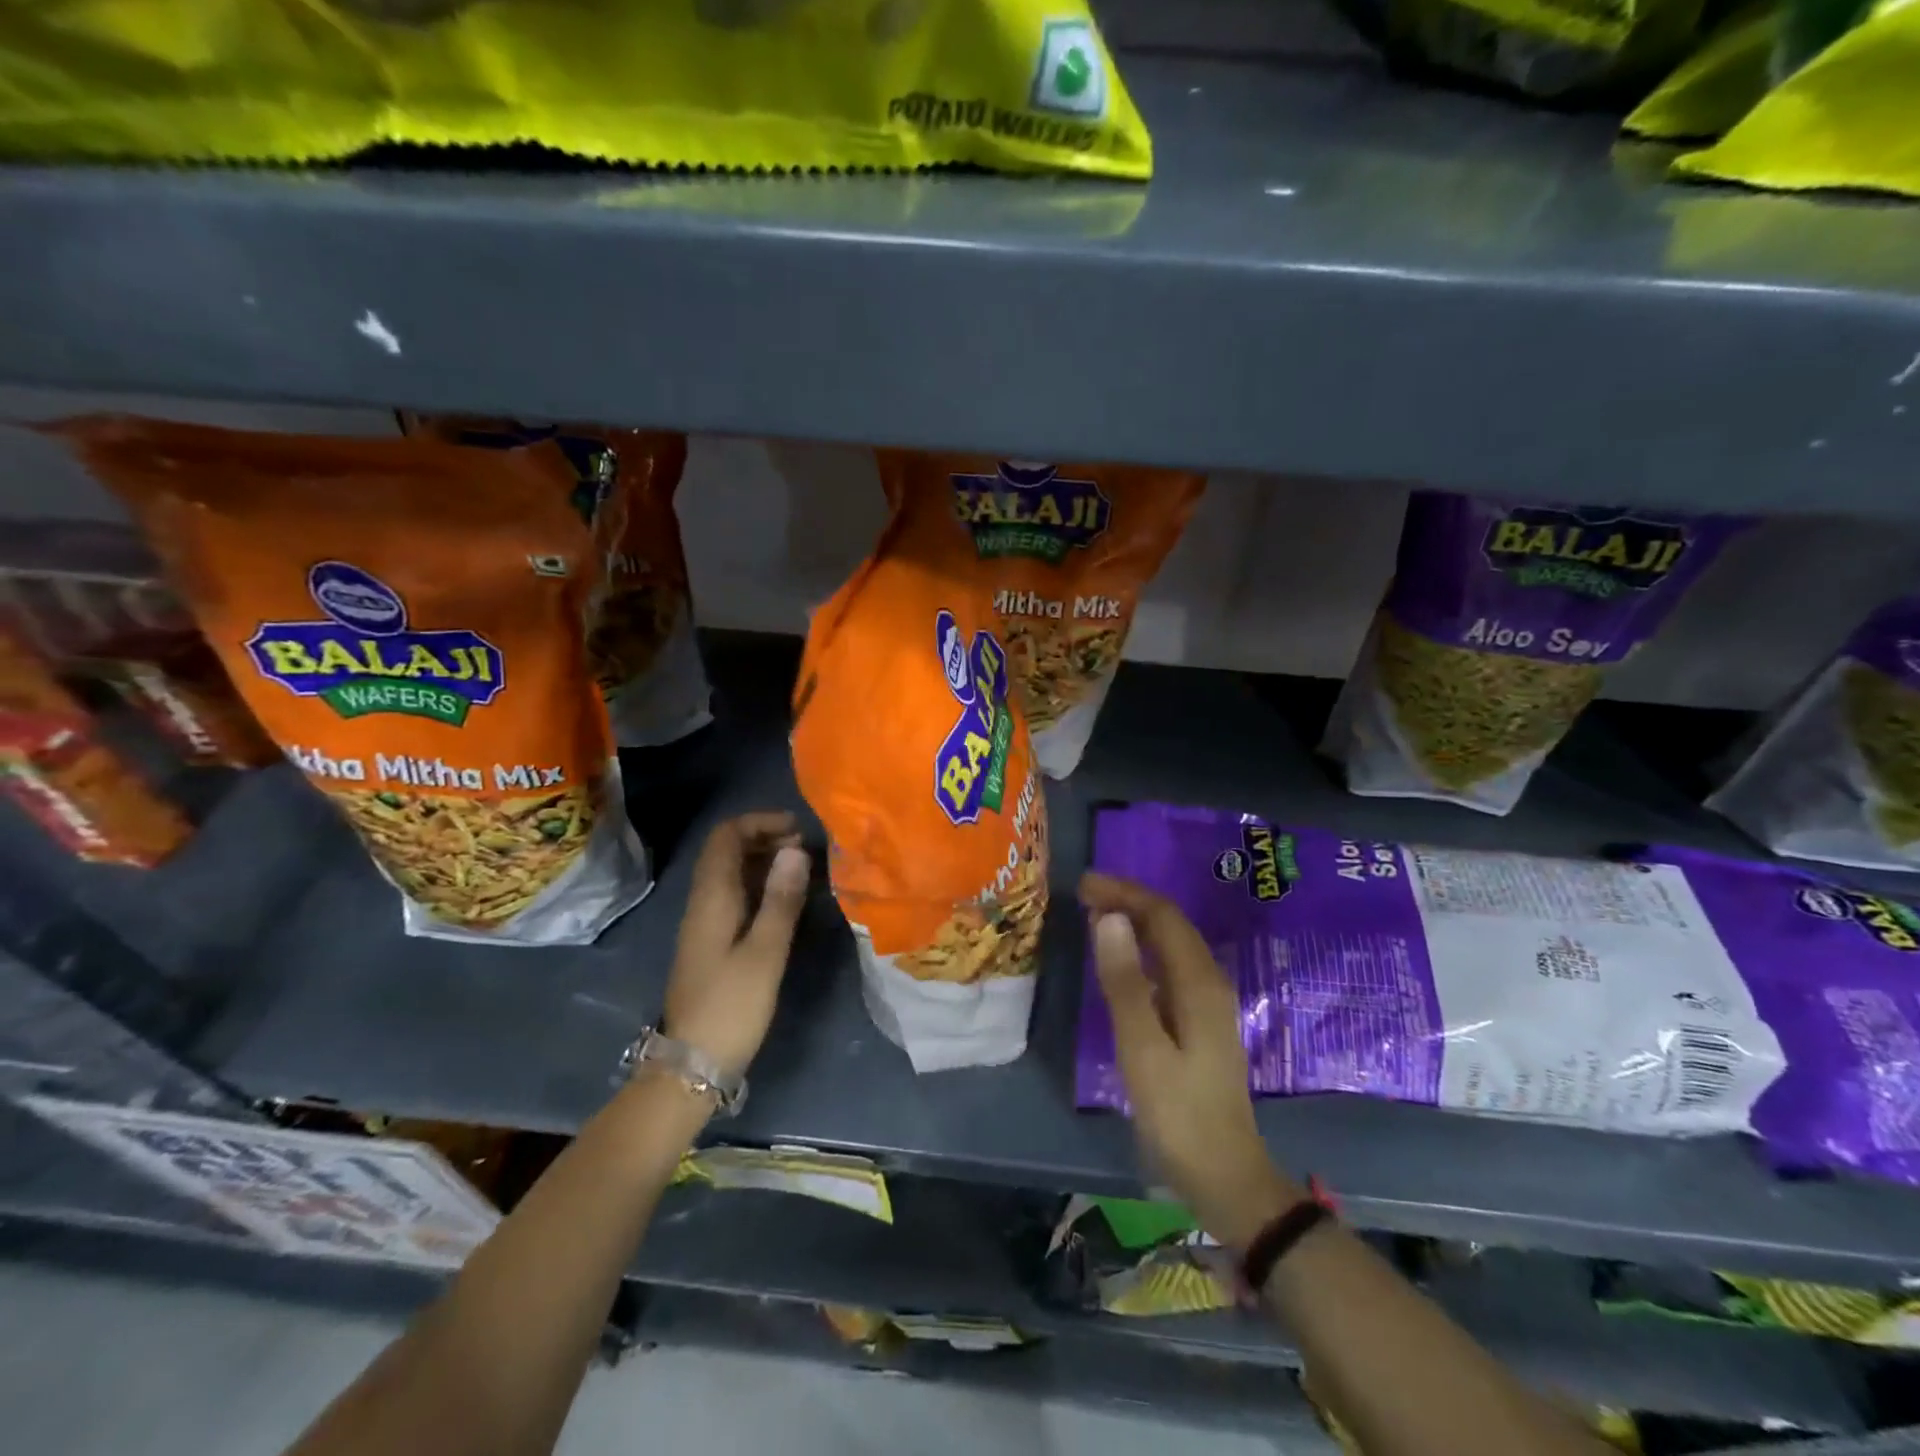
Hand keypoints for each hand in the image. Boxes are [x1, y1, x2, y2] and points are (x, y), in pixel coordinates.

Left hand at [663, 812, 810, 1079]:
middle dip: (765, 838)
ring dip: (764, 861)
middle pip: (726, 851)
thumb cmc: (731, 1006)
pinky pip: (735, 896)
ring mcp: (705, 923)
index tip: (798, 828)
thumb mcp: (765, 952)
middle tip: (806, 848)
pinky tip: (786, 901)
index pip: (726, 836)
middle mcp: (703, 903)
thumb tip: (796, 849)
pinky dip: (760, 886)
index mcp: (712, 898)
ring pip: (731, 874)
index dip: (759, 822)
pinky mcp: (712, 943)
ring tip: (803, 869)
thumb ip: (782, 899)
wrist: (691, 1065)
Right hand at [1080, 870, 1303, 1249]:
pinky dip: (1142, 949)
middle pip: (1170, 923)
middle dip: (1128, 900)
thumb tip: (1110, 918)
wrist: (1225, 1176)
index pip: (1162, 916)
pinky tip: (1120, 960)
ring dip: (1135, 922)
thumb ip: (1124, 982)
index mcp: (1198, 982)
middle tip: (1083, 895)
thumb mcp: (1142, 1048)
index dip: (1124, 893)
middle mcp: (1209, 982)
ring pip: (1171, 943)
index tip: (1083, 885)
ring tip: (1095, 916)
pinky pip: (1169, 965)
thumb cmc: (1178, 1113)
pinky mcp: (1200, 1020)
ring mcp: (1208, 1002)